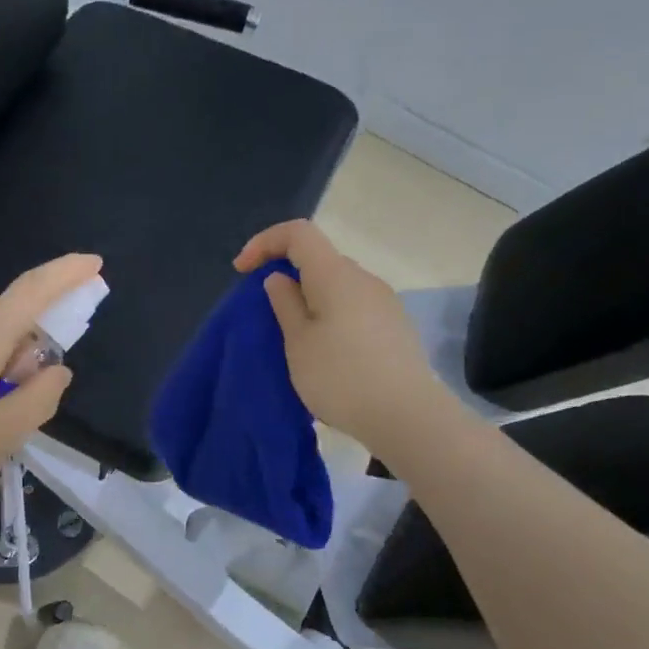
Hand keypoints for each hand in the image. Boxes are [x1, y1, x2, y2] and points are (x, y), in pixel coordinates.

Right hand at [235, 220, 444, 448]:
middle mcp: (364, 279)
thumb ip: (285, 304)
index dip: (265, 242)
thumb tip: (280, 278)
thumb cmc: (340, 376)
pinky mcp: (395, 327)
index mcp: (335, 275)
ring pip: (337, 286)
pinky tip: (327, 353)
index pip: (298, 233)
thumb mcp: (298, 342)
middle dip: (287, 276)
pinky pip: (353, 307)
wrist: (405, 415)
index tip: (242, 271)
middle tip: (267, 313)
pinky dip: (331, 316)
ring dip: (310, 300)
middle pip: (319, 260)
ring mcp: (384, 302)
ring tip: (295, 339)